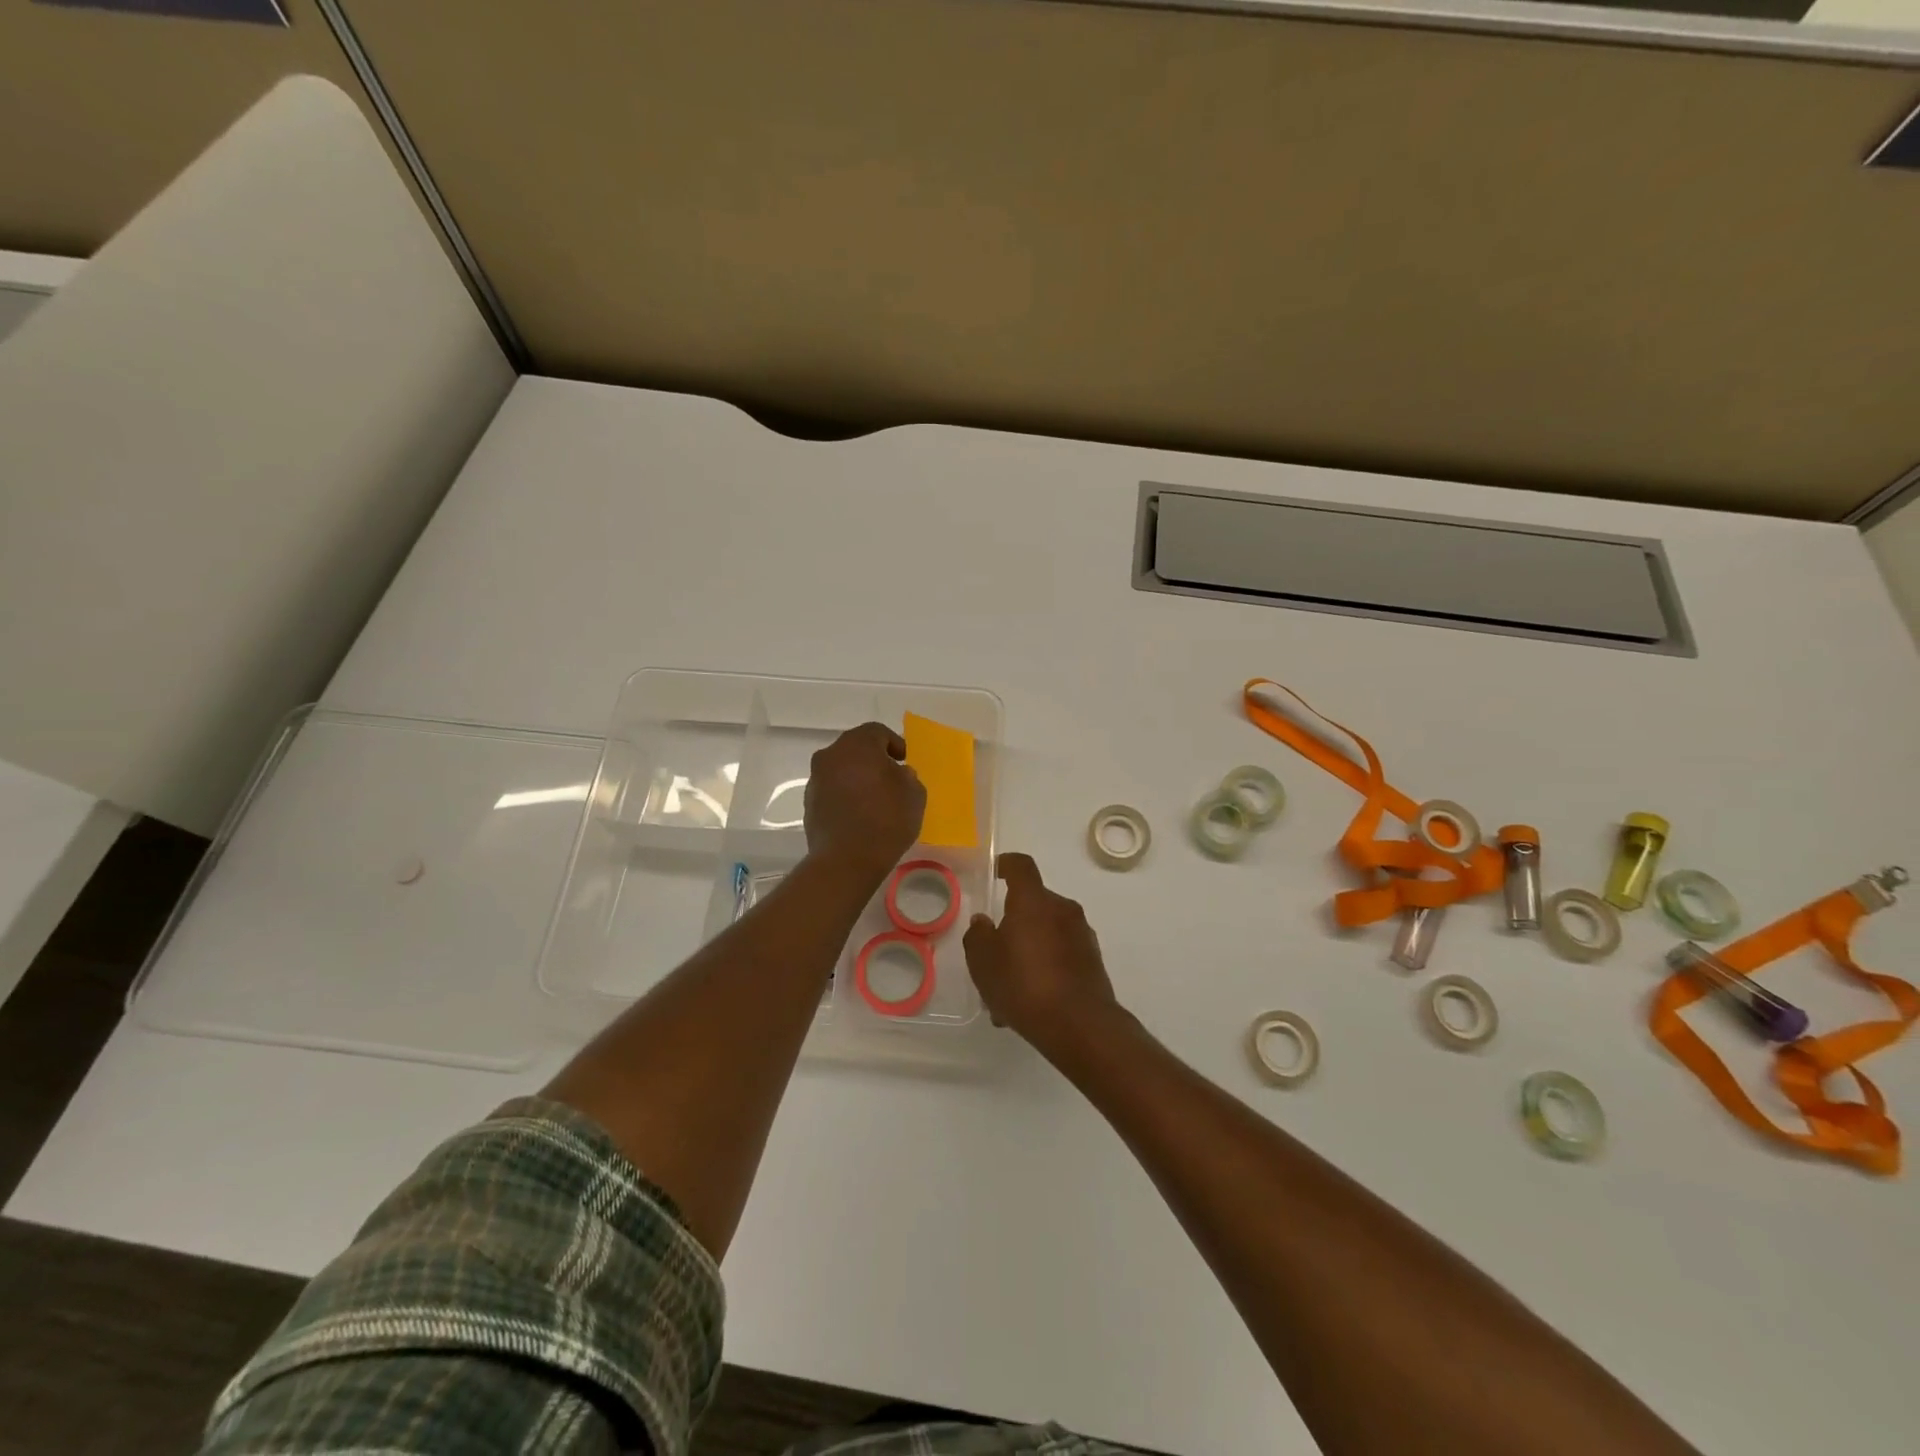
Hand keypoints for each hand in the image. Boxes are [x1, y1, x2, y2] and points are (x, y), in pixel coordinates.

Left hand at [804, 722, 925, 882]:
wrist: (846, 860)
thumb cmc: (886, 820)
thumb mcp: (914, 795)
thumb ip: (908, 777)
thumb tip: (898, 774)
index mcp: (858, 744)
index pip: (877, 732)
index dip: (894, 743)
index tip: (904, 761)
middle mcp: (831, 755)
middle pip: (855, 748)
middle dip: (873, 759)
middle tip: (890, 777)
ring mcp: (816, 779)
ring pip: (841, 768)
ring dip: (856, 777)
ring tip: (874, 798)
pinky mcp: (809, 802)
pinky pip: (832, 789)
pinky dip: (845, 794)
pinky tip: (858, 814)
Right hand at [964, 853, 1120, 1054]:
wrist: (1080, 1025)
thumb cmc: (1024, 984)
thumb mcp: (983, 962)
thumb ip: (978, 936)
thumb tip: (983, 922)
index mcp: (1033, 901)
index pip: (1021, 866)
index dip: (1005, 864)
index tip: (994, 872)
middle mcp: (1062, 909)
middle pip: (1033, 904)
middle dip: (1013, 923)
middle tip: (993, 953)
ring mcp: (1082, 934)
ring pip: (1046, 933)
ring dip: (1028, 950)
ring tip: (1008, 989)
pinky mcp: (1093, 960)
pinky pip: (1061, 954)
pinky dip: (1045, 966)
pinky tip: (1029, 1001)